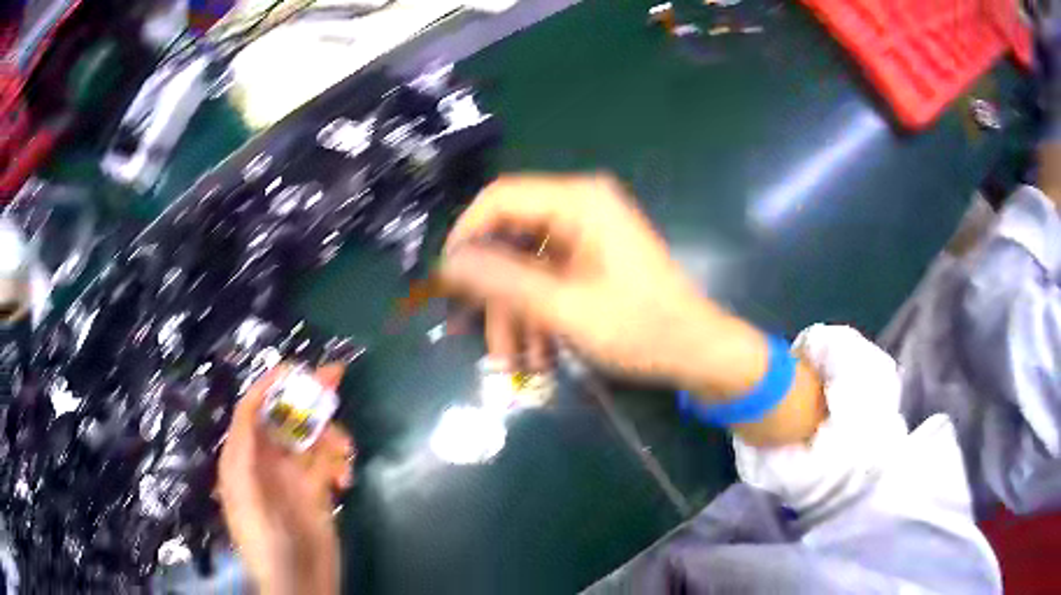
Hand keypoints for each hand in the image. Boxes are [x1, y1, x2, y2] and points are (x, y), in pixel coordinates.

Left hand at [218, 364, 353, 594]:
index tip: (293, 368)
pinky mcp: (318, 491)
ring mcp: (294, 476)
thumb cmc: (263, 540)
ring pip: (314, 438)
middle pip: (287, 417)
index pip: (252, 411)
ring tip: (345, 454)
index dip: (269, 386)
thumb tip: (250, 405)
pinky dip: (340, 464)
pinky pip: (330, 463)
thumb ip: (244, 449)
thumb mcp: (245, 494)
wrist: (299, 583)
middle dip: (310, 397)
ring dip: (332, 438)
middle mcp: (267, 461)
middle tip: (336, 375)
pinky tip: (345, 481)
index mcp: (243, 458)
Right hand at [441, 174, 756, 389]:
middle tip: (472, 333)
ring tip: (514, 362)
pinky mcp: (590, 258)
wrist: (697, 351)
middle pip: (510, 236)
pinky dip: (537, 313)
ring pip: (525, 266)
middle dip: (493, 291)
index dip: (466, 235)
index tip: (445, 279)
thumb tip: (449, 262)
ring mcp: (586, 234)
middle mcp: (580, 206)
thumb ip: (504, 280)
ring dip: (514, 313)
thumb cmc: (641, 328)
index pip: (499, 198)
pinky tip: (538, 355)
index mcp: (579, 201)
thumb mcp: (565, 308)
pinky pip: (546, 278)